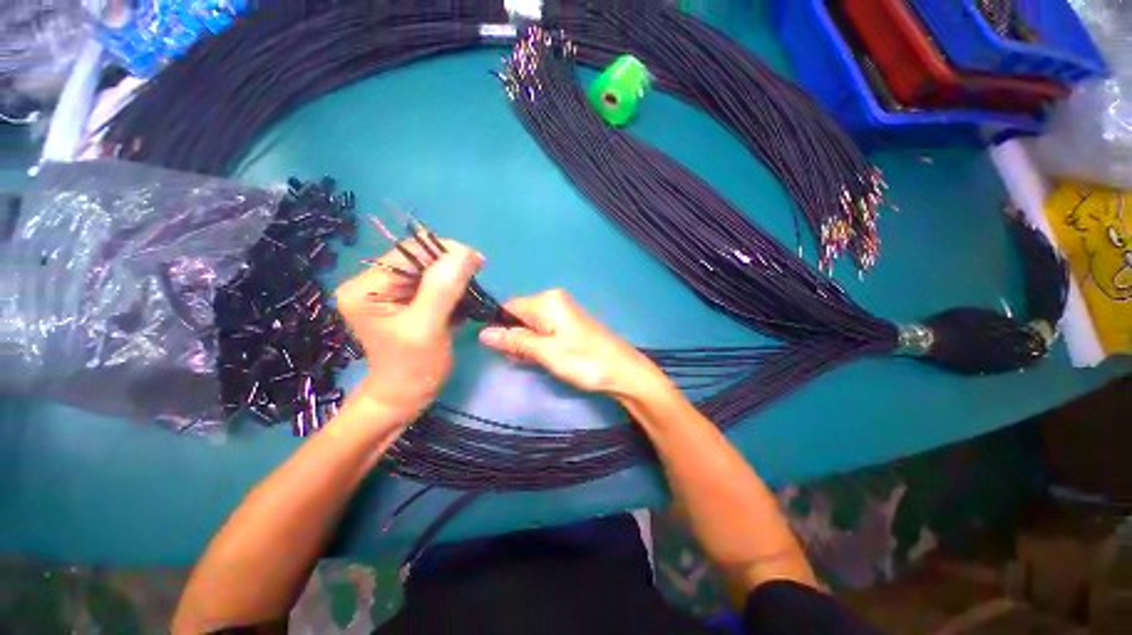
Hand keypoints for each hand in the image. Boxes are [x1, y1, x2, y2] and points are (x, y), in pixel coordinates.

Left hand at [335, 240, 482, 424]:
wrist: (407, 396)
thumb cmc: (413, 368)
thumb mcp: (427, 327)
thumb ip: (443, 289)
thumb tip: (465, 252)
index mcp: (367, 287)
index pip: (409, 253)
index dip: (445, 253)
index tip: (478, 264)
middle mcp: (374, 282)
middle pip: (420, 259)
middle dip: (451, 267)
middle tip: (476, 281)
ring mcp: (390, 291)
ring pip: (430, 269)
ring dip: (455, 278)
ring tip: (470, 296)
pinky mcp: (406, 300)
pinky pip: (434, 283)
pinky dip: (453, 288)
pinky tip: (462, 302)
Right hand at [478, 290, 667, 398]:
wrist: (623, 371)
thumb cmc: (584, 361)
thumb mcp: (546, 352)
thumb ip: (515, 340)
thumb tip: (484, 333)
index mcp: (547, 300)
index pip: (509, 306)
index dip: (499, 326)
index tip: (498, 348)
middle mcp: (554, 301)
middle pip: (520, 316)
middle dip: (514, 337)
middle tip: (518, 359)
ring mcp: (563, 313)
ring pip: (531, 326)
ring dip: (525, 344)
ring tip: (530, 362)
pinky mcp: (569, 326)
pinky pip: (544, 331)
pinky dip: (538, 344)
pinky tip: (539, 359)